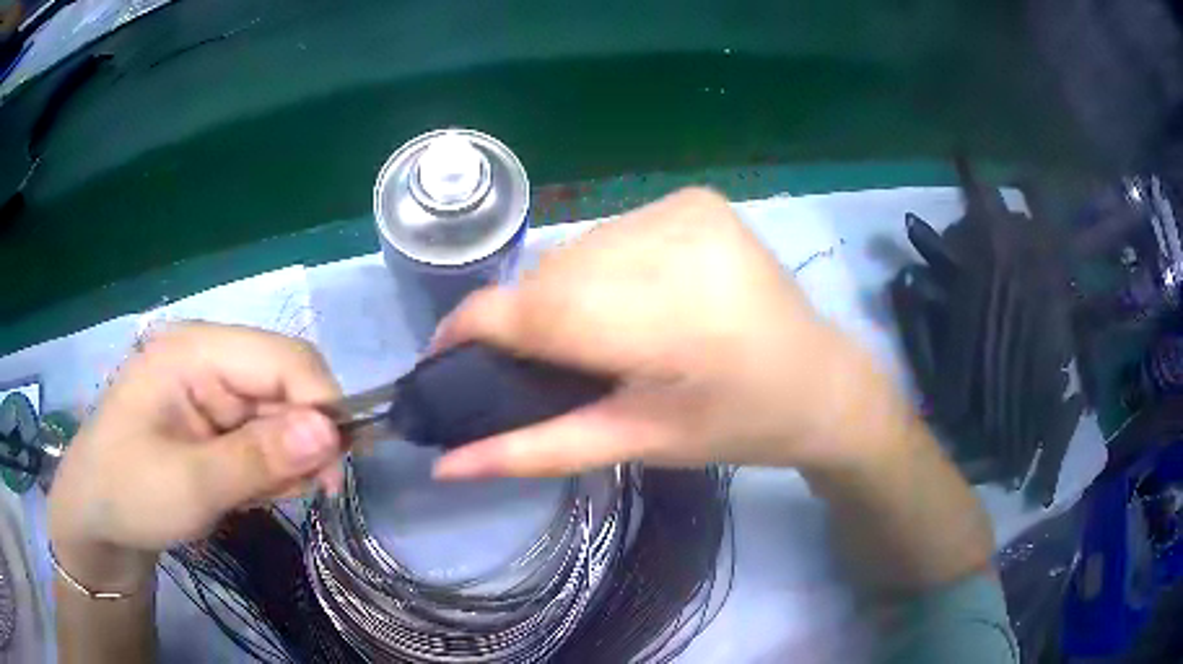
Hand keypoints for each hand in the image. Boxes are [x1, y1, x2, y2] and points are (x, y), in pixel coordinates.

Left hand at [47, 323, 343, 591]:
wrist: (97, 517)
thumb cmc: (128, 493)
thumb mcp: (190, 485)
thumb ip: (258, 458)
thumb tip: (332, 434)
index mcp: (196, 350)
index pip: (285, 358)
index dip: (321, 406)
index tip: (333, 472)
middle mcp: (210, 356)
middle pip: (287, 383)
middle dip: (303, 441)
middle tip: (302, 495)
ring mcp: (212, 386)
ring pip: (281, 413)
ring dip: (284, 461)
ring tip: (256, 498)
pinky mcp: (214, 415)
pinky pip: (263, 434)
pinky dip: (268, 468)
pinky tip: (245, 491)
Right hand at [433, 188, 914, 479]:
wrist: (820, 380)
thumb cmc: (737, 426)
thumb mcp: (636, 444)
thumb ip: (535, 450)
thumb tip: (446, 465)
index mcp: (666, 319)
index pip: (532, 308)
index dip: (471, 328)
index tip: (443, 357)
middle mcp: (672, 242)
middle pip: (550, 278)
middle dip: (527, 321)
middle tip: (542, 365)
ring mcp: (685, 210)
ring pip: (575, 251)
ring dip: (564, 293)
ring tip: (594, 335)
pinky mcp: (695, 199)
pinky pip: (610, 232)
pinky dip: (599, 267)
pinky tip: (630, 297)